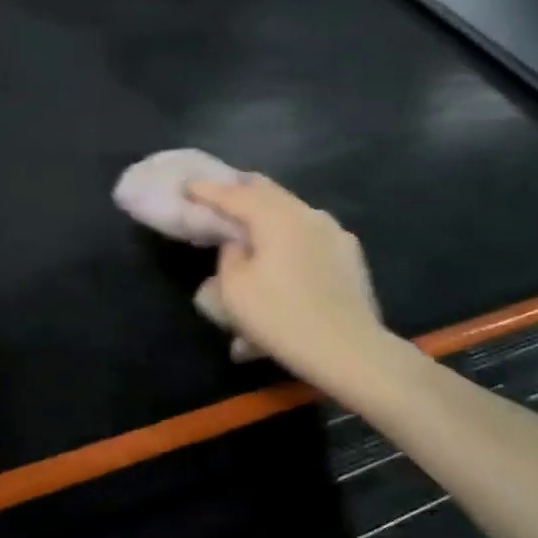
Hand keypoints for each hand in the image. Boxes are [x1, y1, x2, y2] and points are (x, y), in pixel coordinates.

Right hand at [187, 175, 394, 393]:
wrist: (349, 350)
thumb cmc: (281, 317)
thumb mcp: (234, 288)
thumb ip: (229, 255)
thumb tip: (239, 243)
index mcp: (277, 217)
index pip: (235, 195)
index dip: (208, 191)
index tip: (188, 187)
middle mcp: (308, 215)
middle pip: (269, 194)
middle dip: (241, 193)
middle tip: (219, 197)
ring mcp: (335, 234)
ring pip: (291, 214)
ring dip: (267, 218)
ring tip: (250, 230)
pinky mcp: (349, 257)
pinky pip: (309, 238)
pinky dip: (288, 242)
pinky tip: (280, 263)